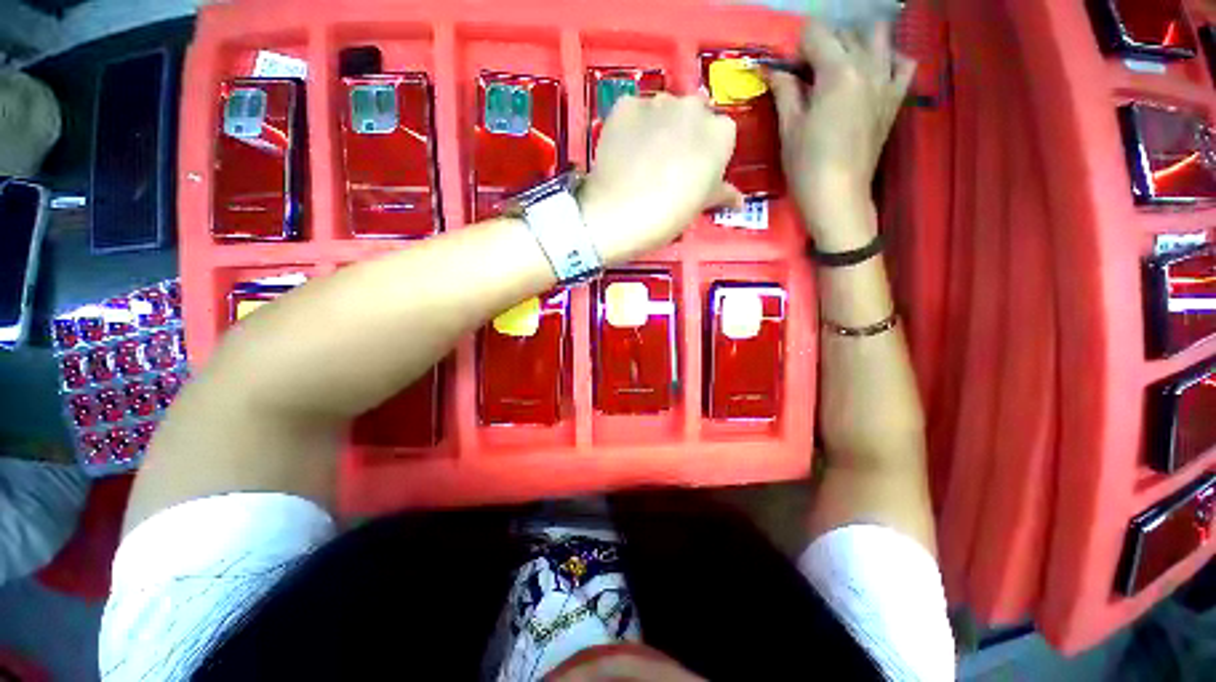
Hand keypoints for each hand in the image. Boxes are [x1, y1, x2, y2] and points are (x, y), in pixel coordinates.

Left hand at [579, 94, 741, 264]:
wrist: (620, 214)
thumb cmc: (669, 215)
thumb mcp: (700, 206)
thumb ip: (721, 193)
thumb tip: (739, 201)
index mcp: (721, 132)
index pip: (721, 134)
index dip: (707, 154)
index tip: (695, 173)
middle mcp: (692, 106)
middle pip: (693, 115)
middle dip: (685, 133)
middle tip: (669, 163)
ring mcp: (657, 102)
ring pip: (662, 110)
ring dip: (658, 126)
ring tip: (642, 158)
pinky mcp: (624, 105)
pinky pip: (633, 112)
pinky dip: (631, 127)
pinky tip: (623, 151)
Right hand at [769, 21, 914, 249]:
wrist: (838, 197)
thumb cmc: (806, 167)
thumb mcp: (789, 129)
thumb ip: (784, 91)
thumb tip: (772, 69)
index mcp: (838, 72)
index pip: (816, 34)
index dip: (796, 48)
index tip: (786, 71)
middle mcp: (867, 66)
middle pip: (846, 32)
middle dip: (822, 44)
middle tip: (805, 73)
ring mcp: (887, 81)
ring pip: (878, 37)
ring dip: (856, 42)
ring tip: (838, 65)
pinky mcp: (895, 98)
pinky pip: (902, 62)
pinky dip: (889, 58)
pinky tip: (872, 72)